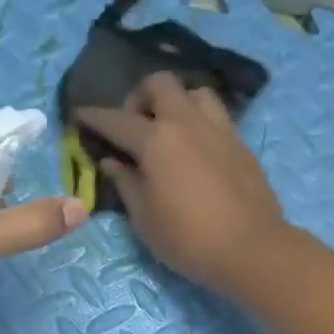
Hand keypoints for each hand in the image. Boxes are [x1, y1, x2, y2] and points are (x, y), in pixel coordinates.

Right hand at [77, 73, 288, 290]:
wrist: (252, 249)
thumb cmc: (190, 240)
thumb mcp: (145, 219)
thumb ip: (127, 184)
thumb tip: (113, 162)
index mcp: (157, 140)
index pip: (116, 119)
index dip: (93, 117)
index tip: (80, 116)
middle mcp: (189, 123)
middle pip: (161, 83)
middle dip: (140, 96)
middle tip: (134, 126)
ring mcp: (221, 130)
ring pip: (196, 93)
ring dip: (178, 103)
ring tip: (170, 132)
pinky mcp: (243, 146)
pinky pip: (218, 118)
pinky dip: (201, 123)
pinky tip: (197, 151)